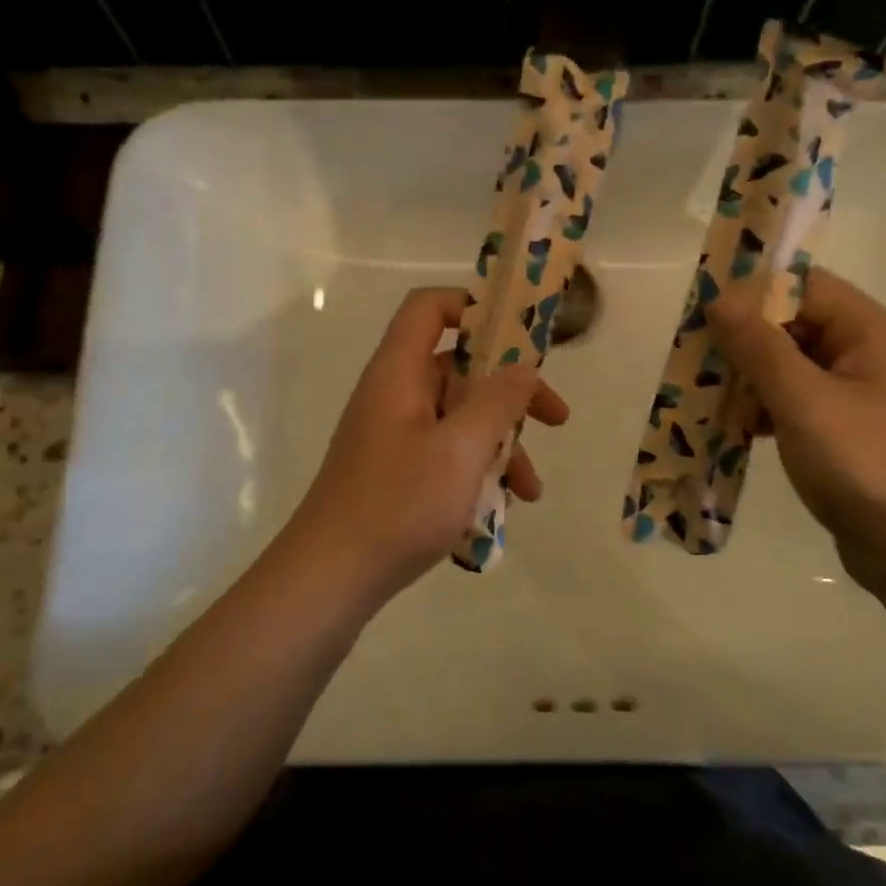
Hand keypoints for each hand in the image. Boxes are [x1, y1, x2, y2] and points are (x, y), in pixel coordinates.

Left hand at [287, 287, 568, 601]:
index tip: (521, 336)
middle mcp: (394, 396)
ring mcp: (393, 437)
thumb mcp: (460, 450)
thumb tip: (523, 365)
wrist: (330, 579)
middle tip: (555, 419)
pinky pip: (445, 454)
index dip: (473, 307)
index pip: (429, 308)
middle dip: (510, 394)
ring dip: (501, 444)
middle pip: (458, 368)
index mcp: (399, 373)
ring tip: (531, 490)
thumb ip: (497, 402)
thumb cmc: (398, 504)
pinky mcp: (395, 473)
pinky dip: (476, 471)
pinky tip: (503, 510)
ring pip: (459, 418)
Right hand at [706, 265, 885, 574]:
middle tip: (699, 356)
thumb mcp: (803, 401)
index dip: (755, 292)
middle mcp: (871, 353)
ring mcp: (862, 393)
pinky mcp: (849, 428)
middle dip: (747, 339)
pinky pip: (799, 399)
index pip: (807, 286)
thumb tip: (720, 298)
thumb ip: (759, 346)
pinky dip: (768, 406)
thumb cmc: (862, 464)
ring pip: (794, 365)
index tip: (706, 310)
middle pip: (798, 324)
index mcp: (873, 333)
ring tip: (712, 395)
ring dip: (752, 376)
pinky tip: (741, 427)